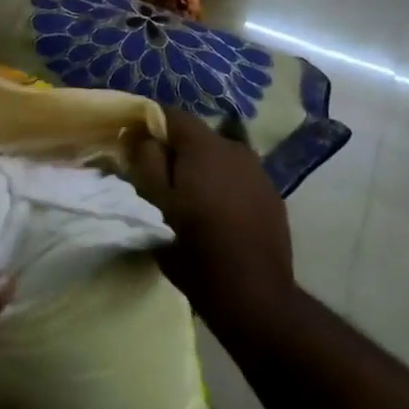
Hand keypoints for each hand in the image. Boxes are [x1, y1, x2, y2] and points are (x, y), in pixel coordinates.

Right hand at [131, 108, 295, 328]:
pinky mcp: (273, 198)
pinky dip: (223, 189)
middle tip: (158, 181)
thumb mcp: (153, 203)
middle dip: (176, 153)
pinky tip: (217, 217)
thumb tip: (142, 135)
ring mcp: (260, 174)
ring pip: (220, 160)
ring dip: (202, 172)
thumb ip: (145, 160)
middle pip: (198, 138)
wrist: (252, 293)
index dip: (150, 125)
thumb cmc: (192, 246)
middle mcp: (237, 149)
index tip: (135, 147)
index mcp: (205, 146)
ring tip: (188, 201)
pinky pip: (238, 181)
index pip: (172, 115)